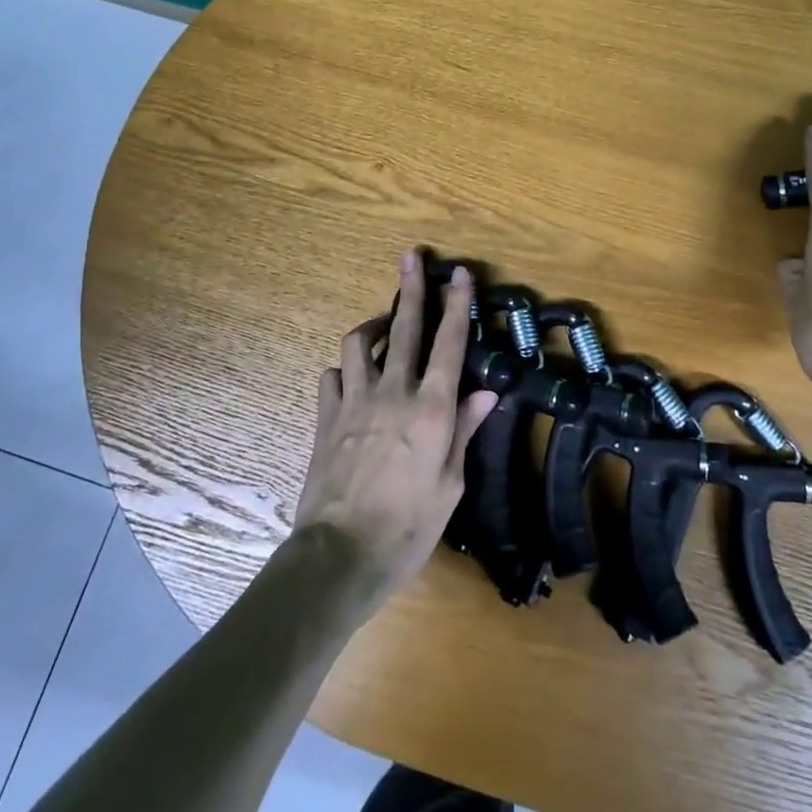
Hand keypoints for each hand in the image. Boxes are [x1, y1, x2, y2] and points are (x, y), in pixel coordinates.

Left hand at [291, 251, 499, 620]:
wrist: (340, 554)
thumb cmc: (407, 527)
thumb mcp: (450, 485)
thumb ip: (463, 431)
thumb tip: (485, 392)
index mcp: (431, 409)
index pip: (449, 344)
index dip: (456, 305)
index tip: (458, 275)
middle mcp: (393, 393)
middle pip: (403, 328)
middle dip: (410, 288)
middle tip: (411, 257)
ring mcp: (354, 401)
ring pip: (358, 343)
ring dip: (372, 326)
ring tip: (381, 325)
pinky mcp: (326, 417)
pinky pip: (332, 376)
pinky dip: (344, 369)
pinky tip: (351, 377)